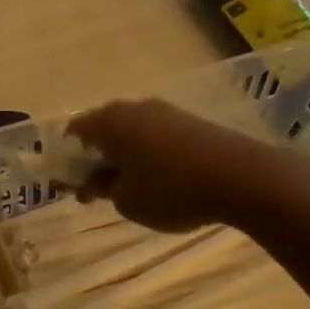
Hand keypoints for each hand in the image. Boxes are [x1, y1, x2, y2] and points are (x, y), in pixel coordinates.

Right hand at [67, 98, 279, 232]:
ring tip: (130, 188)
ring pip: (131, 132)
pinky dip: (148, 154)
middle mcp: (133, 108)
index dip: (67, 158)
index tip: (71, 184)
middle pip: (102, 129)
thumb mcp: (127, 201)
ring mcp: (165, 111)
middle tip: (98, 188)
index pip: (73, 132)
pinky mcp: (190, 122)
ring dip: (123, 156)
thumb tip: (95, 182)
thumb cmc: (171, 190)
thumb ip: (103, 189)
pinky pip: (155, 136)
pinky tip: (159, 179)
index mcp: (109, 122)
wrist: (242, 177)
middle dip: (96, 157)